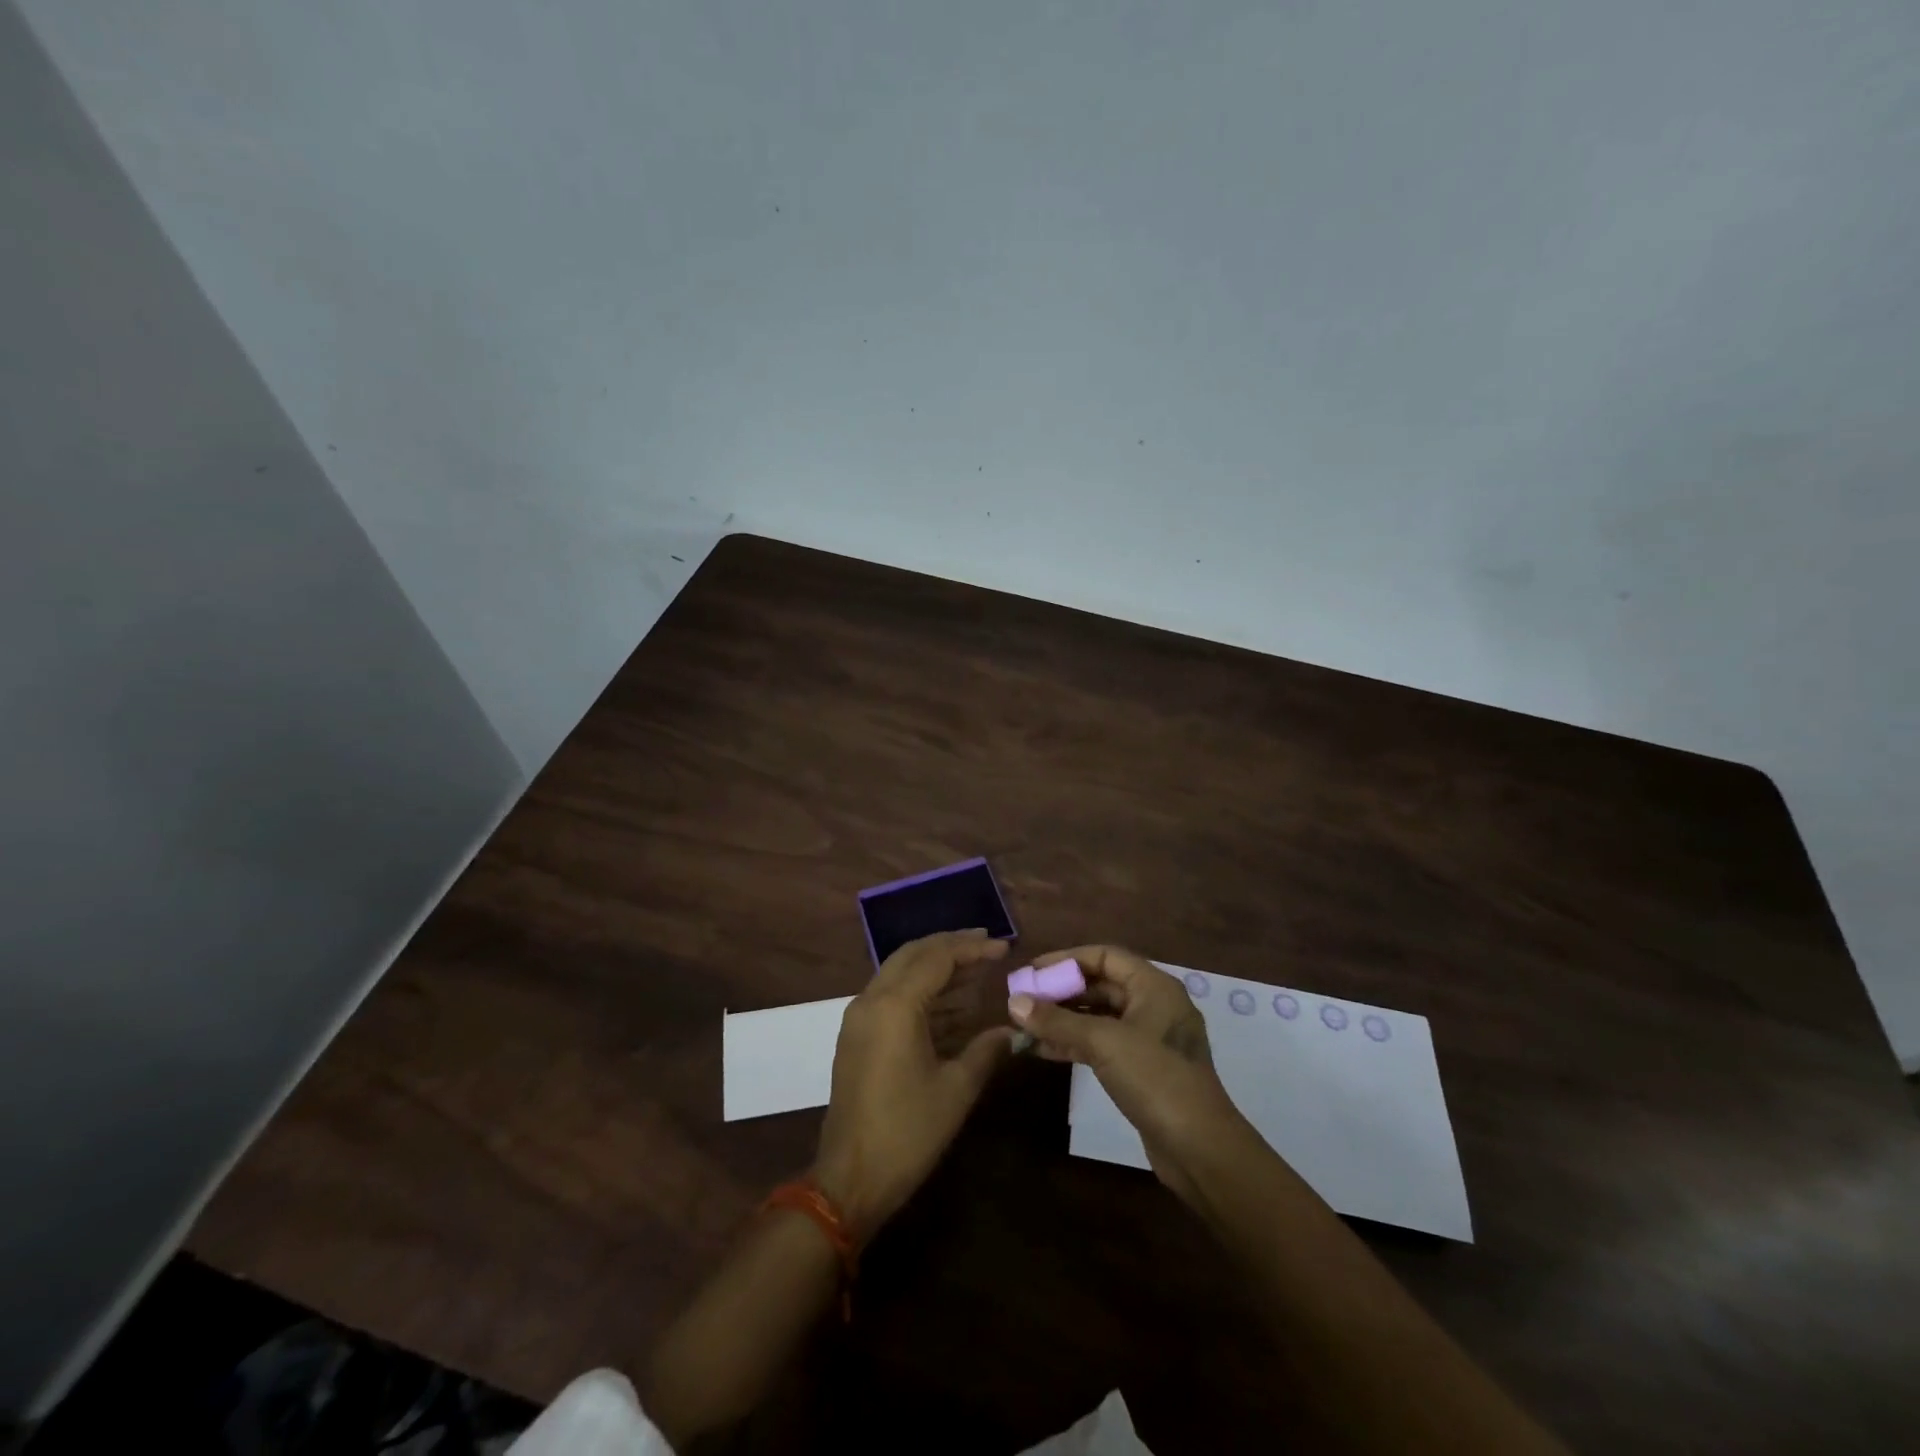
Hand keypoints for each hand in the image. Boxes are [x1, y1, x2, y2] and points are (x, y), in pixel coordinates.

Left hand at [812, 930, 1014, 1242]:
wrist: (850, 1179)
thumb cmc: (907, 1132)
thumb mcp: (956, 1090)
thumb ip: (986, 1050)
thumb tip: (1013, 1030)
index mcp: (895, 1006)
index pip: (937, 957)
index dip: (973, 948)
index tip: (1004, 947)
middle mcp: (871, 1000)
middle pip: (913, 954)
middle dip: (951, 946)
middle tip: (987, 945)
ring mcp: (859, 1017)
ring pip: (899, 972)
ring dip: (935, 968)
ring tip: (976, 971)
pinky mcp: (856, 1036)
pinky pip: (890, 995)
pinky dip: (920, 991)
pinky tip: (951, 1004)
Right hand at [1008, 945, 1251, 1204]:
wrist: (1200, 1149)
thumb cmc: (1156, 1079)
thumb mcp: (1104, 1043)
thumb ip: (1057, 1021)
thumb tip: (1014, 1002)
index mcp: (1154, 986)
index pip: (1104, 956)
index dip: (1066, 960)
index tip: (1032, 971)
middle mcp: (1153, 1005)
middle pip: (1100, 986)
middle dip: (1060, 992)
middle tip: (1023, 1000)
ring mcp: (1149, 1039)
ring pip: (1098, 1018)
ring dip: (1062, 1020)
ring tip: (1024, 1026)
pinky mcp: (1142, 1069)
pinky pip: (1102, 1044)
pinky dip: (1074, 1044)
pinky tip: (1042, 1050)